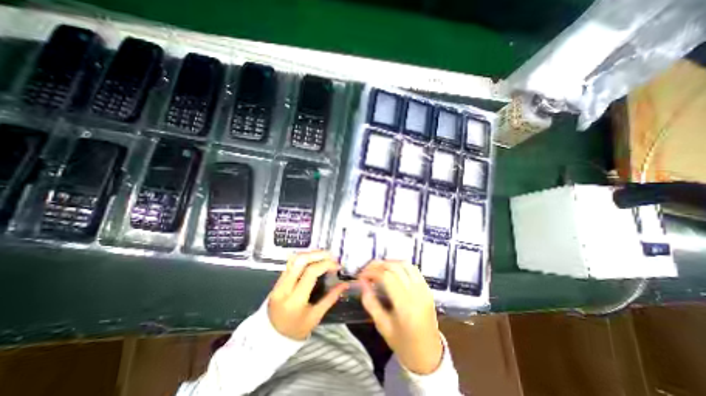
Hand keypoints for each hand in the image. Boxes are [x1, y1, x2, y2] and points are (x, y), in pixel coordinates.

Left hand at [268, 250, 350, 339]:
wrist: (270, 338)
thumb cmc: (296, 330)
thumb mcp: (315, 317)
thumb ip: (331, 298)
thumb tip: (344, 284)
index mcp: (295, 300)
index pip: (310, 273)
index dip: (325, 265)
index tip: (337, 265)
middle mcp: (284, 288)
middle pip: (300, 261)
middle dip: (318, 254)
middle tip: (331, 255)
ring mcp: (278, 283)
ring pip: (294, 259)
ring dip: (310, 254)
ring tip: (323, 255)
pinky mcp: (277, 281)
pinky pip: (290, 263)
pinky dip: (303, 258)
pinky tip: (313, 259)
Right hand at [358, 259, 438, 374]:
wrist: (428, 356)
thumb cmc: (403, 344)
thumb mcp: (382, 326)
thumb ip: (370, 303)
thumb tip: (362, 283)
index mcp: (405, 305)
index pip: (386, 276)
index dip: (371, 272)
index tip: (361, 276)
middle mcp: (416, 293)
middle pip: (395, 267)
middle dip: (378, 264)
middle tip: (367, 270)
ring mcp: (424, 289)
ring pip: (405, 264)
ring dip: (389, 262)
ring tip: (378, 269)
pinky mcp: (428, 289)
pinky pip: (413, 269)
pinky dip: (400, 266)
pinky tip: (392, 271)